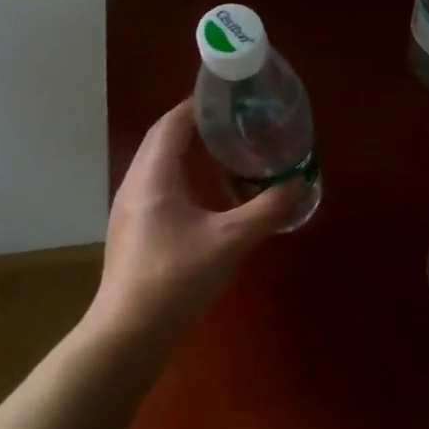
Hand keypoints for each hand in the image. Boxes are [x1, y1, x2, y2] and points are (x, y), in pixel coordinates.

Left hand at [93, 100, 299, 336]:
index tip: (228, 97)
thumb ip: (267, 210)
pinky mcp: (132, 231)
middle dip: (194, 125)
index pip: (172, 123)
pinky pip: (156, 186)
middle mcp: (135, 185)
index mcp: (153, 176)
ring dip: (185, 151)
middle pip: (161, 139)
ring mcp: (129, 209)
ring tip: (222, 150)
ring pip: (156, 164)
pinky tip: (203, 194)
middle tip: (233, 121)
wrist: (130, 331)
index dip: (197, 105)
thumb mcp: (230, 241)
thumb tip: (299, 185)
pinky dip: (180, 176)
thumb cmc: (177, 277)